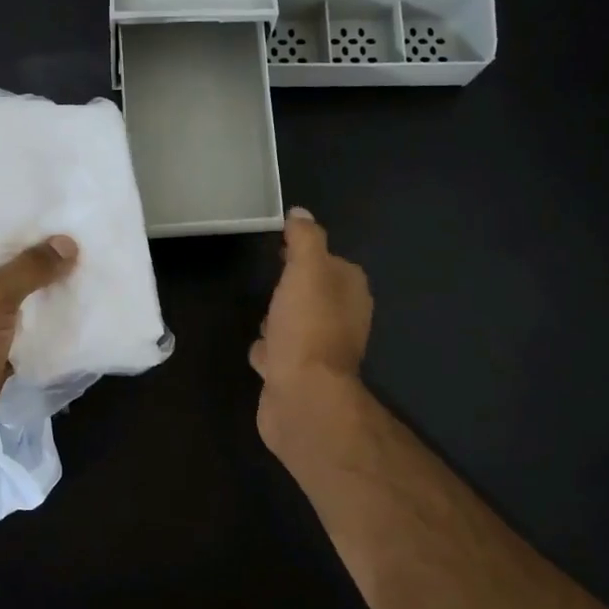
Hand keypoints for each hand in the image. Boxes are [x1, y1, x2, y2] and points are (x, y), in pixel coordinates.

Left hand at [0, 235, 77, 455]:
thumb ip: (29, 268)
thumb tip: (67, 243)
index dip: (20, 221)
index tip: (60, 210)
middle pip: (9, 264)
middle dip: (44, 256)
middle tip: (87, 238)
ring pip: (22, 298)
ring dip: (51, 290)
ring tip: (92, 268)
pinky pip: (29, 329)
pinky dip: (50, 323)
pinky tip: (83, 309)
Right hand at [251, 208, 371, 452]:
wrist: (302, 396)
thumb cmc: (307, 327)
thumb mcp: (306, 270)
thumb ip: (305, 239)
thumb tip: (300, 213)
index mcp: (350, 291)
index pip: (331, 261)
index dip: (306, 253)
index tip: (280, 248)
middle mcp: (342, 320)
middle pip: (313, 294)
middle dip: (292, 288)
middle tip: (270, 282)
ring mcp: (320, 350)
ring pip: (295, 324)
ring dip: (278, 321)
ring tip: (262, 319)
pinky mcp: (299, 375)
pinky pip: (281, 353)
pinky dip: (269, 350)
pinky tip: (259, 352)